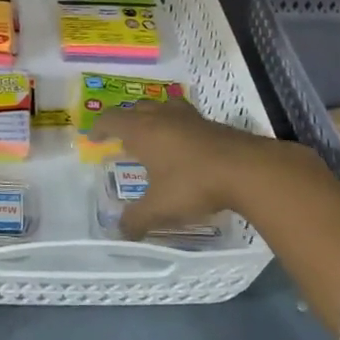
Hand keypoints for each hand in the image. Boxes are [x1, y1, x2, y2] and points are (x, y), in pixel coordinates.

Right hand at [89, 97, 300, 237]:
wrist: (246, 169)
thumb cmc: (193, 183)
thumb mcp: (159, 208)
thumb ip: (136, 219)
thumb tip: (120, 232)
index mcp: (143, 130)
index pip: (112, 119)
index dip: (99, 127)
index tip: (93, 137)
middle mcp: (163, 117)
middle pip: (137, 108)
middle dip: (126, 121)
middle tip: (122, 139)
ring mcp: (189, 117)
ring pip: (163, 107)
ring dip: (153, 118)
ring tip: (152, 136)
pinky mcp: (211, 124)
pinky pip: (184, 117)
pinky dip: (176, 126)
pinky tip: (183, 146)